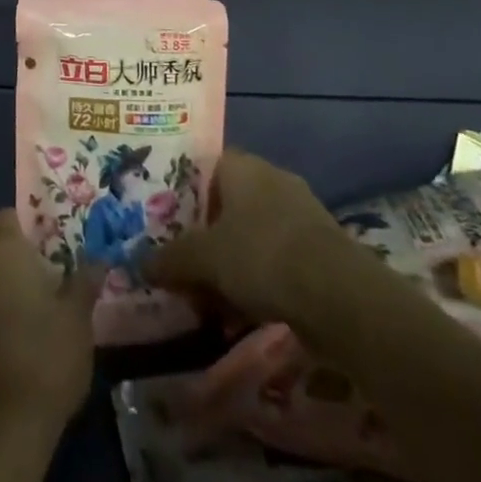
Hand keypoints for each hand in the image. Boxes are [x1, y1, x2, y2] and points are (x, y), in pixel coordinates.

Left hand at [0, 209, 102, 435]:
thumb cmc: (45, 356)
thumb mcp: (78, 317)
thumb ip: (85, 281)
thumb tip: (98, 259)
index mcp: (2, 249)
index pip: (9, 217)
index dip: (29, 229)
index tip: (52, 248)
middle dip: (19, 260)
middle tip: (52, 281)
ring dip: (5, 288)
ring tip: (37, 313)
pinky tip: (17, 339)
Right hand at [143, 148, 343, 324]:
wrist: (340, 295)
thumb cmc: (262, 256)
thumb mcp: (204, 258)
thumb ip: (171, 259)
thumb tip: (140, 264)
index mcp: (242, 166)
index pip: (204, 167)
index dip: (183, 194)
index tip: (165, 223)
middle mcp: (271, 179)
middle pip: (227, 205)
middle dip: (205, 238)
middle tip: (182, 267)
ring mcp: (299, 213)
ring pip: (250, 236)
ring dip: (230, 266)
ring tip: (208, 302)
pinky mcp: (319, 248)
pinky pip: (276, 259)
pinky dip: (258, 283)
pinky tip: (242, 316)